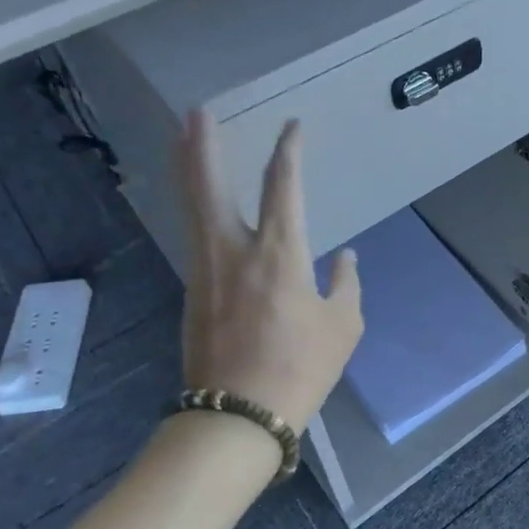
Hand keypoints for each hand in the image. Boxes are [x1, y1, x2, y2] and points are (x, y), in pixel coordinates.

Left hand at [176, 110, 362, 434]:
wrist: (237, 416)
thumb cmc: (300, 369)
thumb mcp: (343, 327)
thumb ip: (345, 285)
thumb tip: (344, 258)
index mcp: (280, 252)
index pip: (283, 185)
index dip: (287, 150)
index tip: (291, 126)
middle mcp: (235, 249)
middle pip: (212, 185)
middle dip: (204, 145)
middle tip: (195, 111)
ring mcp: (206, 269)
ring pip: (193, 206)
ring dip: (188, 168)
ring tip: (183, 140)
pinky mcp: (192, 290)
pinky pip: (193, 233)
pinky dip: (193, 206)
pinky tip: (197, 203)